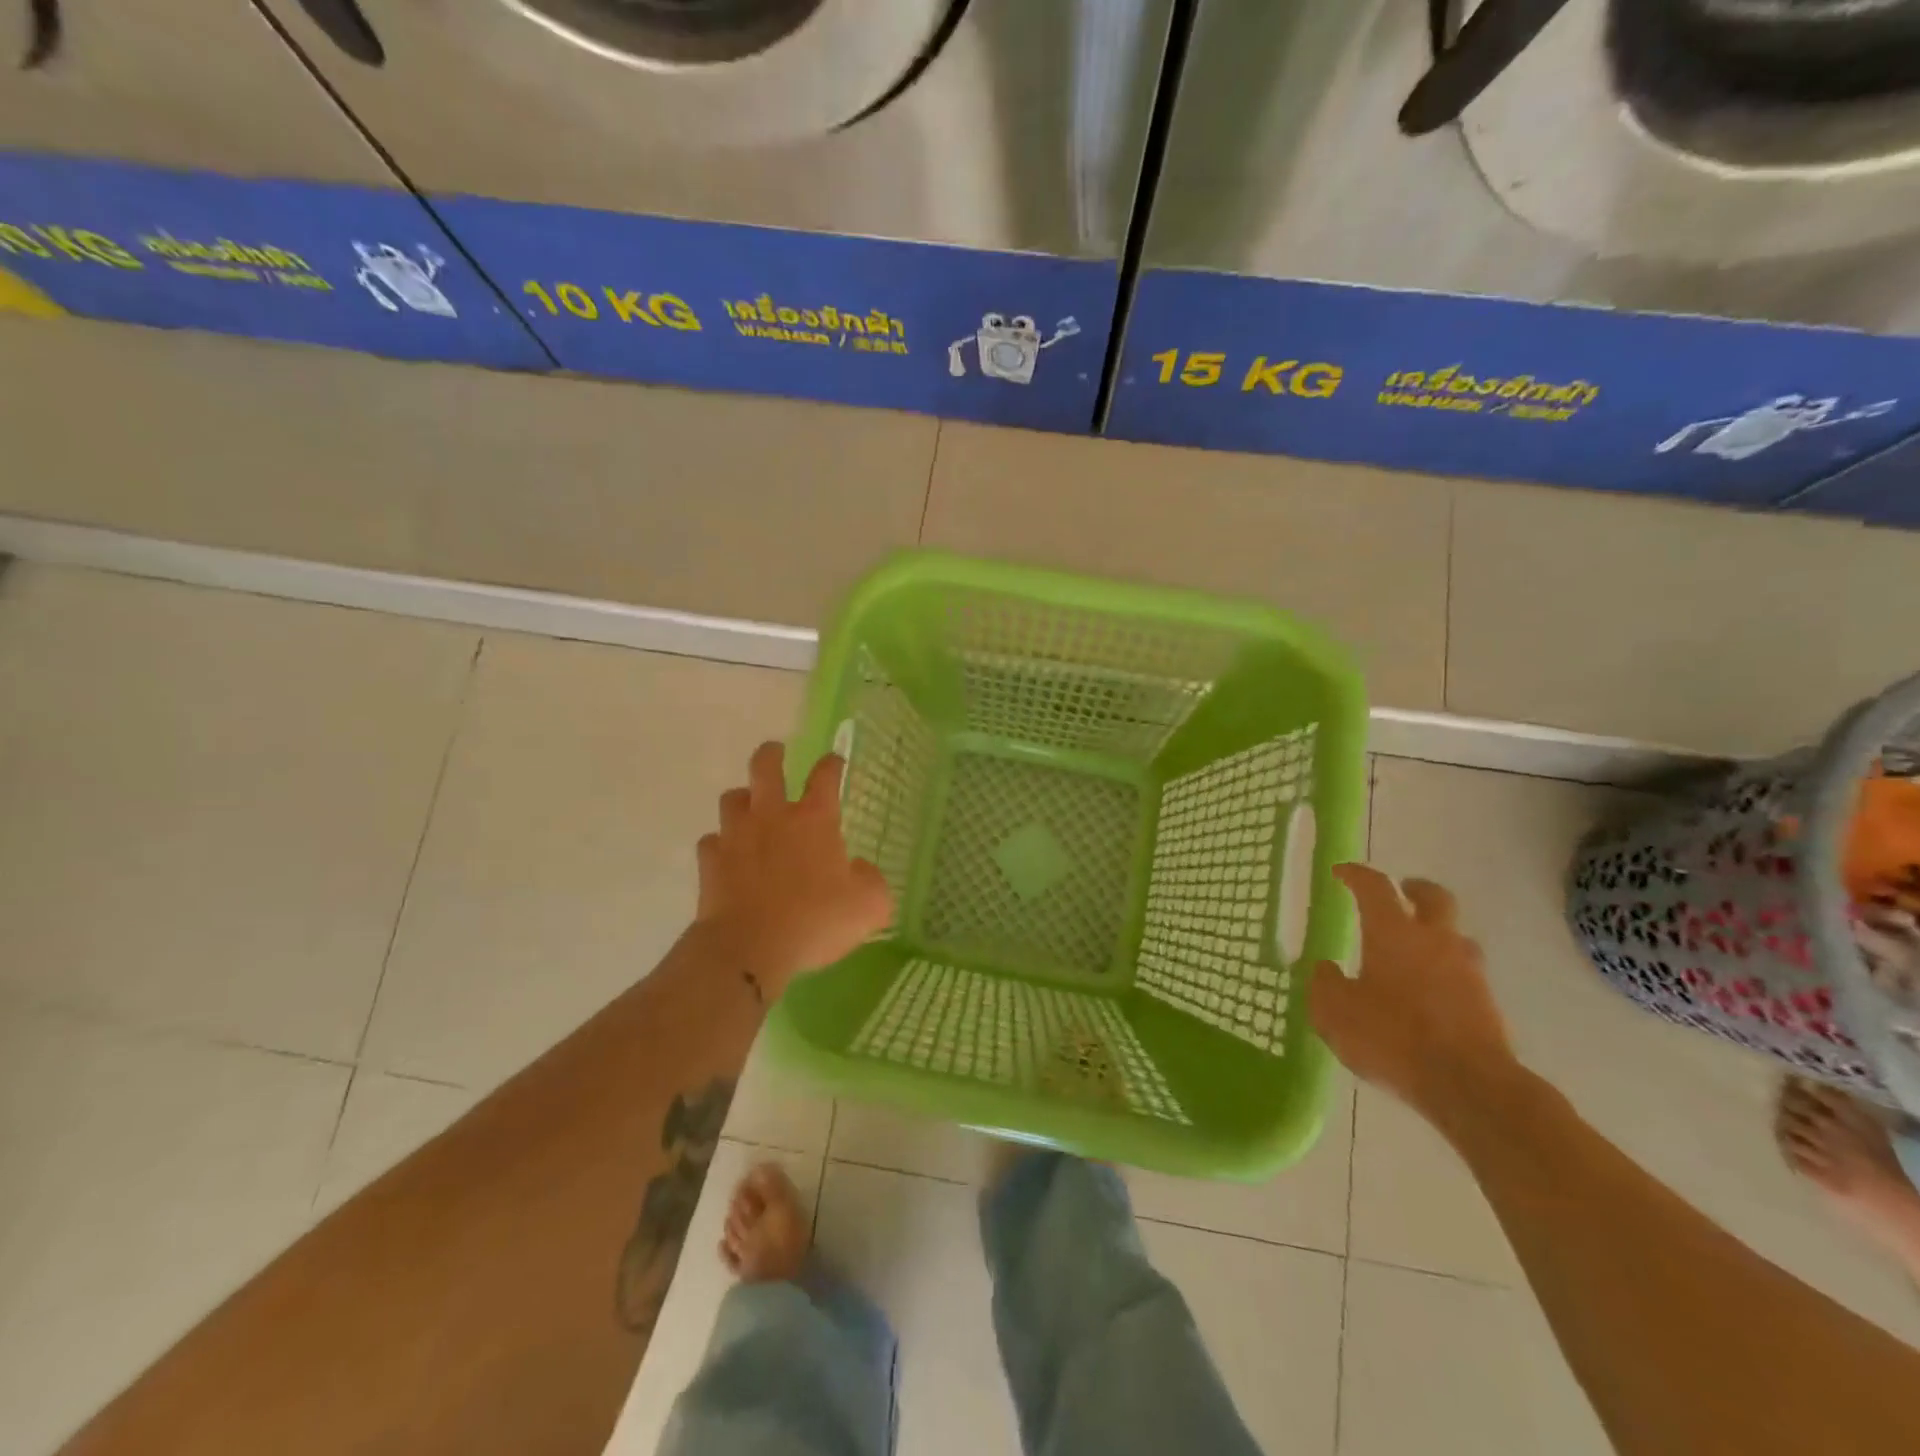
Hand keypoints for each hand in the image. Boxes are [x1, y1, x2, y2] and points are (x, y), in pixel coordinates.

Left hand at [695, 741, 892, 997]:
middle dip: (772, 754)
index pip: (825, 776)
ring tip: (749, 807)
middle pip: (765, 767)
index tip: (834, 761)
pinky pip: (712, 842)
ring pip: (732, 799)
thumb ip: (870, 881)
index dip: (832, 764)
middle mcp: (773, 817)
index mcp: (815, 820)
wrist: (750, 947)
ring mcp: (736, 837)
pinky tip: (727, 856)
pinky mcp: (710, 862)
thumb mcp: (868, 906)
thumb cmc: (815, 921)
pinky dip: (720, 845)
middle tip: (776, 751)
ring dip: (742, 800)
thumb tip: (860, 870)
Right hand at [1307, 863, 1518, 1121]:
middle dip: (1415, 889)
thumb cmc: (1392, 1037)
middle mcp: (1434, 941)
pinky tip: (1429, 994)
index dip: (1356, 874)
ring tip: (1415, 949)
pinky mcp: (1488, 1005)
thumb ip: (1325, 984)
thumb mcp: (1334, 1012)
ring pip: (1455, 936)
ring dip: (1437, 933)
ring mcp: (1468, 972)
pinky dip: (1446, 973)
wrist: (1470, 1086)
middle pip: (1434, 898)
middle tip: (1401, 891)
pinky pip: (1464, 974)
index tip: (1341, 872)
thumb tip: (1327, 969)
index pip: (1375, 887)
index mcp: (1393, 932)